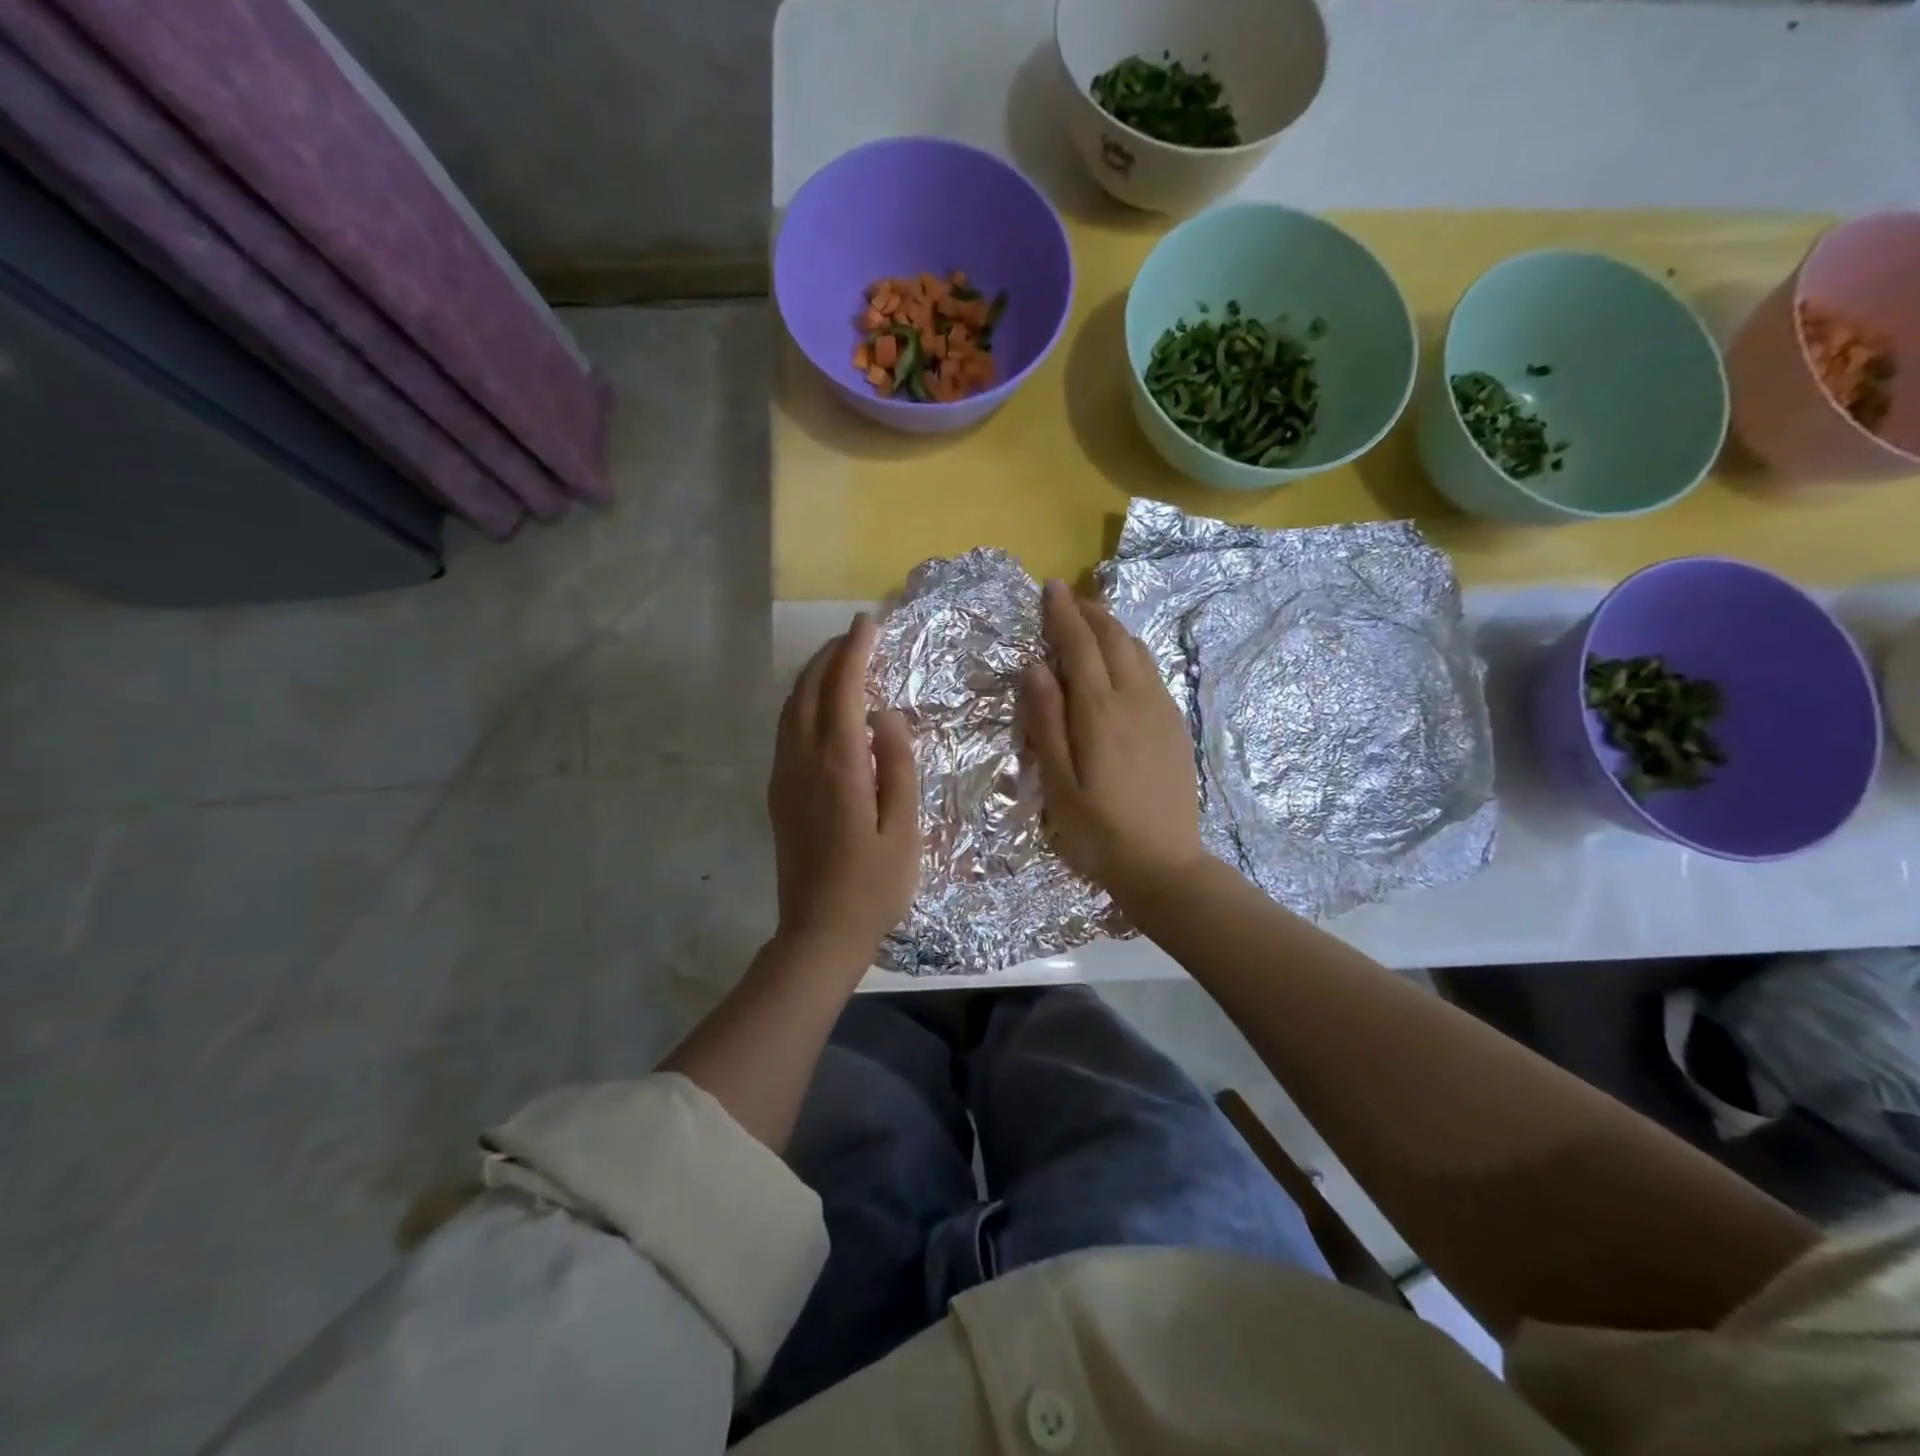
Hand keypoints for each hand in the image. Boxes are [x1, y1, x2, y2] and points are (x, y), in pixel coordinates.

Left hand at [769, 614, 920, 959]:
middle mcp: (803, 762)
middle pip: (808, 691)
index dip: (855, 653)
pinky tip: (818, 706)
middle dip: (830, 656)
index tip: (869, 624)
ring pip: (790, 708)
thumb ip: (898, 766)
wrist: (818, 932)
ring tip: (839, 660)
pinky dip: (801, 703)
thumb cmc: (873, 885)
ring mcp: (784, 777)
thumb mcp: (903, 829)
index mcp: (839, 767)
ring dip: (812, 676)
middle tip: (857, 635)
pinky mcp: (777, 794)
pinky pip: (785, 730)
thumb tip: (885, 715)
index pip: (842, 692)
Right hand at [1020, 580, 1204, 906]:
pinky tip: (1124, 659)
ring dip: (1113, 627)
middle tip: (1068, 596)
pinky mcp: (1175, 727)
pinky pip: (1153, 672)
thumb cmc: (1098, 833)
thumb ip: (1046, 722)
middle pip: (1114, 639)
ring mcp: (1162, 712)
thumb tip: (1036, 667)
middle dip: (1089, 612)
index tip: (1050, 586)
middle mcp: (1135, 700)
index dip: (1062, 614)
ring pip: (1138, 651)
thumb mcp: (1058, 784)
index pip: (1080, 646)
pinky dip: (1132, 651)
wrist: (1165, 866)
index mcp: (1100, 712)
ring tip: (1093, 618)